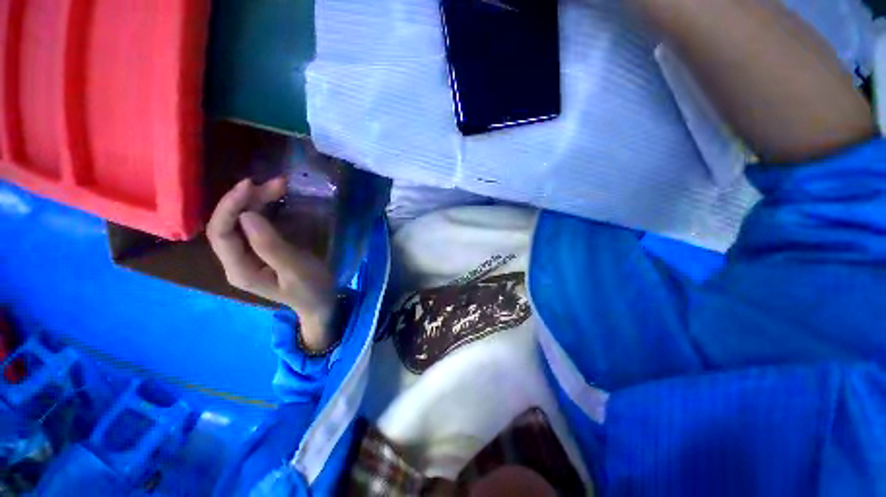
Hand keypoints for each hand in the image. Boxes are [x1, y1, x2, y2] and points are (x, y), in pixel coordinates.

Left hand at [207, 178, 337, 350]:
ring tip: (279, 186)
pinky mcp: (260, 250)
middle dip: (246, 200)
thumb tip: (247, 215)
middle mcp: (236, 261)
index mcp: (240, 270)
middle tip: (276, 184)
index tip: (251, 185)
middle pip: (228, 224)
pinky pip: (254, 225)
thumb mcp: (295, 269)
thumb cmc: (311, 288)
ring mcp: (247, 255)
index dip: (230, 206)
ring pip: (240, 222)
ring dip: (256, 201)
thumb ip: (271, 246)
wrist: (321, 300)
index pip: (221, 233)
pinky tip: (276, 199)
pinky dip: (264, 208)